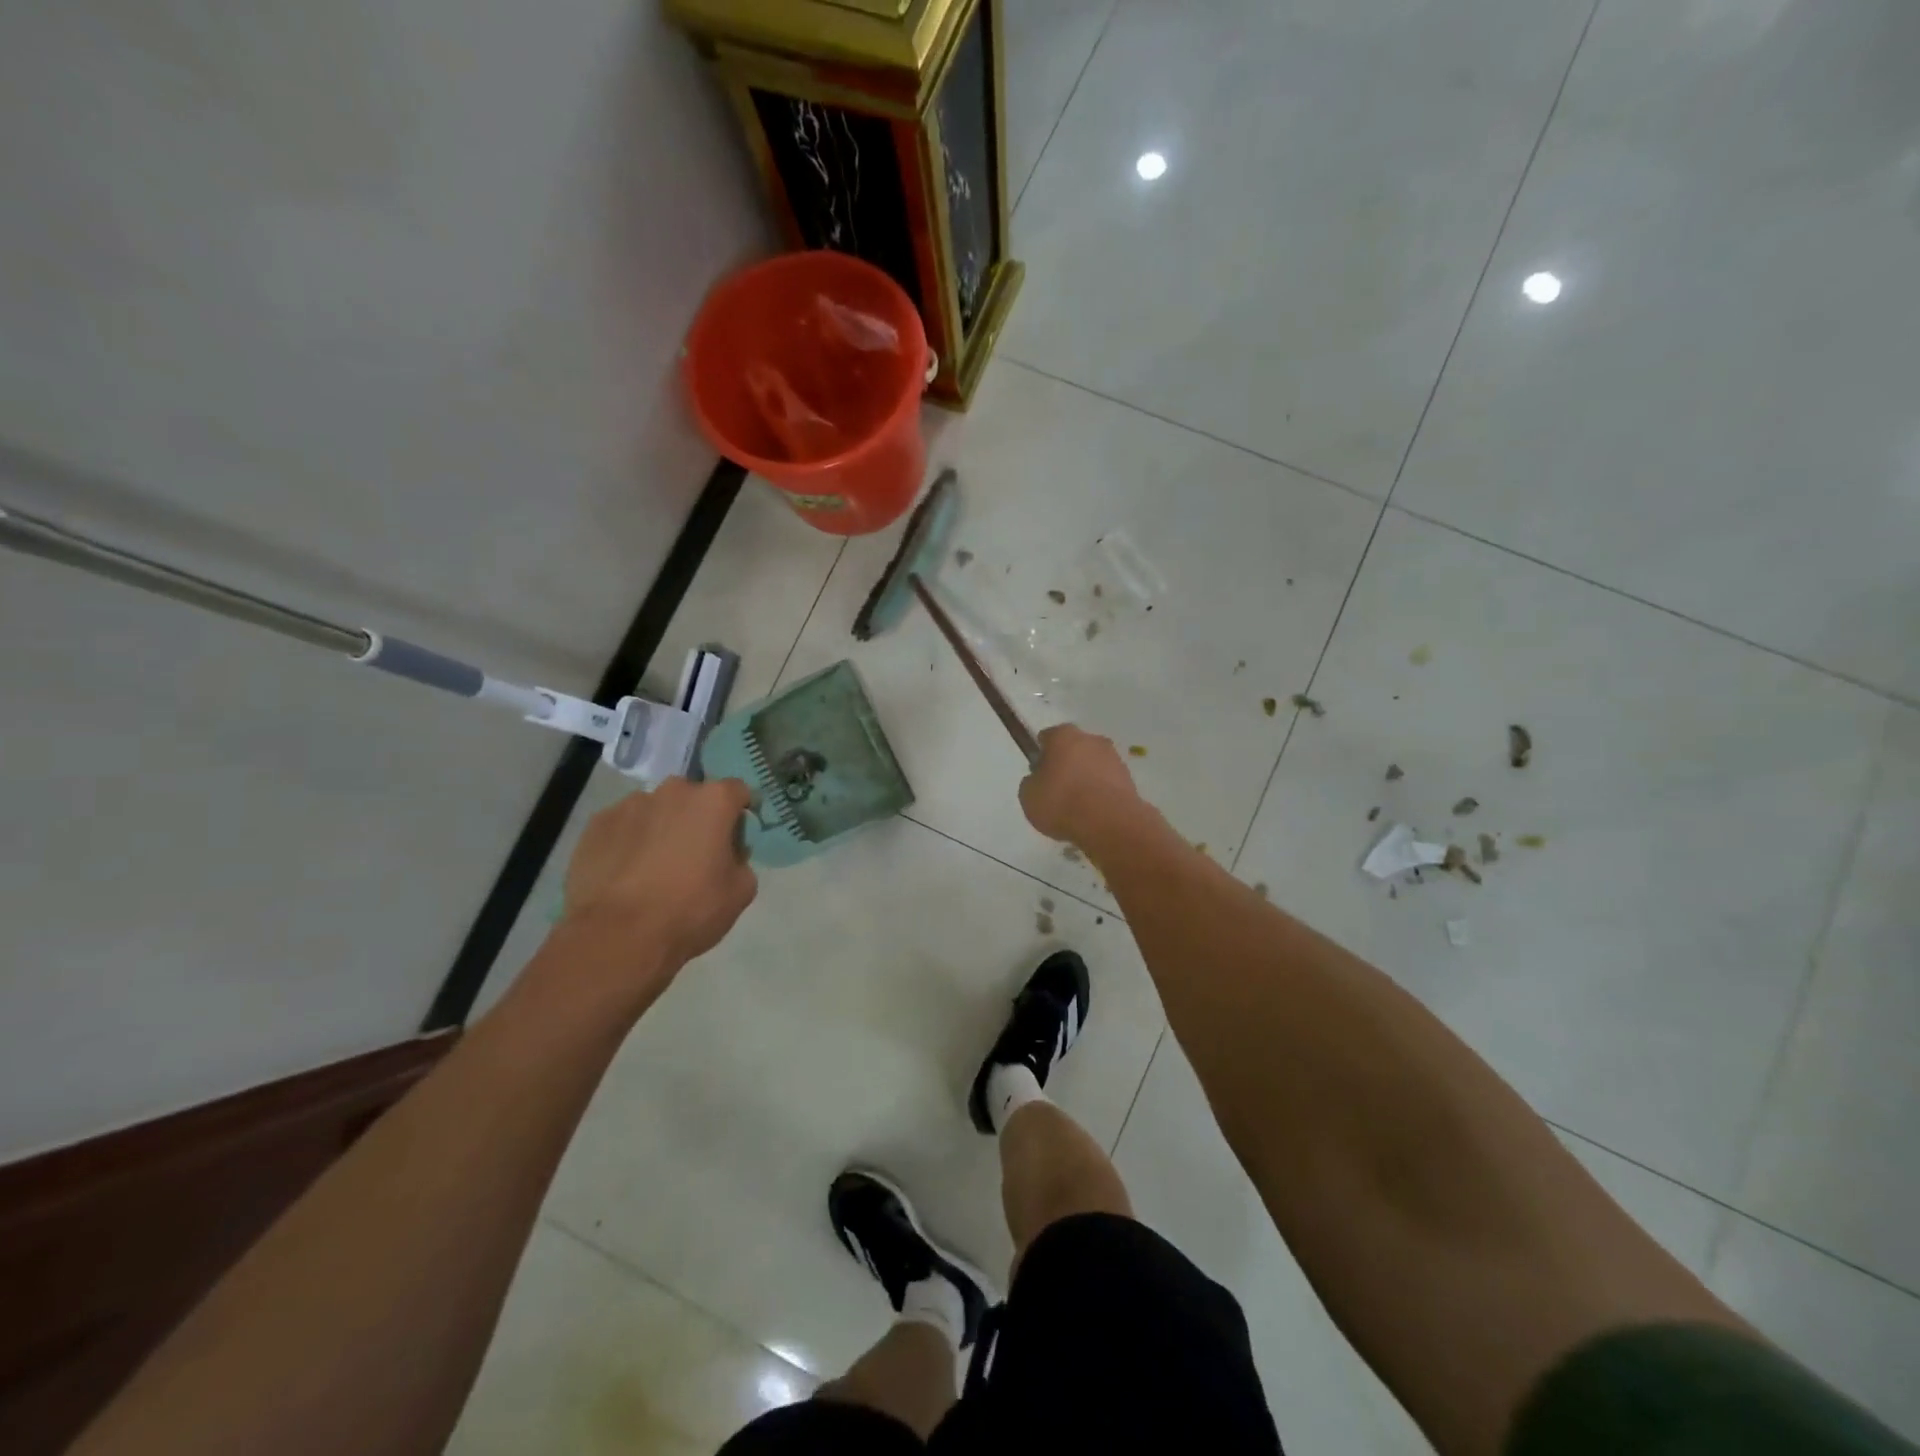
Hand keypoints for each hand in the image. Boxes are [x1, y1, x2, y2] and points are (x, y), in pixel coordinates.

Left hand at [563, 777, 757, 969]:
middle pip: (693, 797)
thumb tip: (727, 856)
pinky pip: (623, 827)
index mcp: (713, 801)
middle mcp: (672, 791)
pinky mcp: (596, 825)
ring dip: (661, 828)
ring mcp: (630, 805)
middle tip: (696, 854)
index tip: (737, 838)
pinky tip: (626, 874)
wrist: (617, 936)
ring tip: (654, 867)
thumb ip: (741, 861)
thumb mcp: (740, 891)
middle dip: (698, 818)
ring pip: (655, 810)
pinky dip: (629, 841)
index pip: (738, 791)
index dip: (741, 813)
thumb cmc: (690, 910)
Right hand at [1018, 724, 1146, 845]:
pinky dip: (1101, 793)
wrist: (1109, 823)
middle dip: (1066, 765)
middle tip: (1057, 791)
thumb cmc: (1062, 802)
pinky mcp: (1129, 779)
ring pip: (1093, 765)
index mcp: (1063, 735)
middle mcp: (1091, 739)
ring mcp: (1114, 758)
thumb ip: (1031, 783)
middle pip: (1074, 749)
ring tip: (1077, 807)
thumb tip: (1039, 780)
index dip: (1041, 755)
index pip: (1047, 738)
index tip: (1038, 774)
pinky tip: (1093, 813)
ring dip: (1086, 779)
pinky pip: (1107, 783)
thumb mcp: (1028, 796)